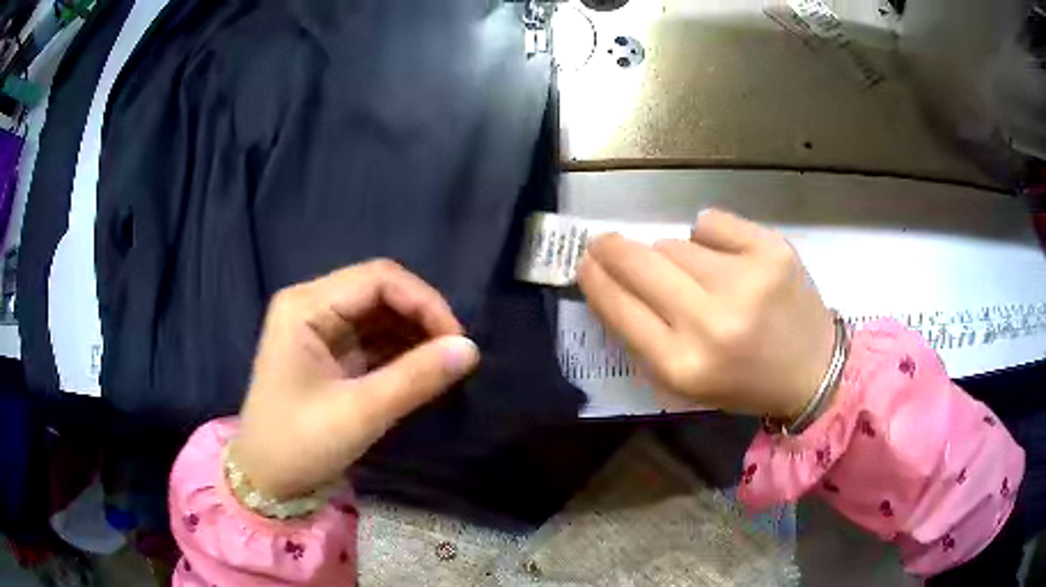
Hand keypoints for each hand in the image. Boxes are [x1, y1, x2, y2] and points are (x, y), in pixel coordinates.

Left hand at [231, 260, 479, 499]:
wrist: (267, 481)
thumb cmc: (301, 445)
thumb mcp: (360, 414)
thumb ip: (416, 378)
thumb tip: (471, 349)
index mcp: (305, 306)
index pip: (378, 279)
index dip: (424, 302)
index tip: (458, 341)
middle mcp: (311, 305)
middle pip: (380, 290)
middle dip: (421, 317)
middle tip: (454, 354)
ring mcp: (318, 327)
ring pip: (380, 313)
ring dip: (414, 334)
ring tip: (443, 365)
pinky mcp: (328, 350)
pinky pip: (373, 337)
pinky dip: (401, 351)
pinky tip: (422, 370)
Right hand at [578, 209, 833, 418]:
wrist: (813, 370)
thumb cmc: (742, 381)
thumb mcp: (683, 380)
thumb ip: (642, 334)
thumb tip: (609, 275)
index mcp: (682, 366)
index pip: (618, 306)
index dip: (595, 279)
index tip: (585, 262)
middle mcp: (711, 322)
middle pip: (639, 261)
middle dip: (612, 248)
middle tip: (605, 242)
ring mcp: (746, 280)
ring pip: (674, 242)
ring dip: (674, 256)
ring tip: (700, 277)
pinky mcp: (772, 249)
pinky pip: (711, 222)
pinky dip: (710, 236)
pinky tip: (728, 259)